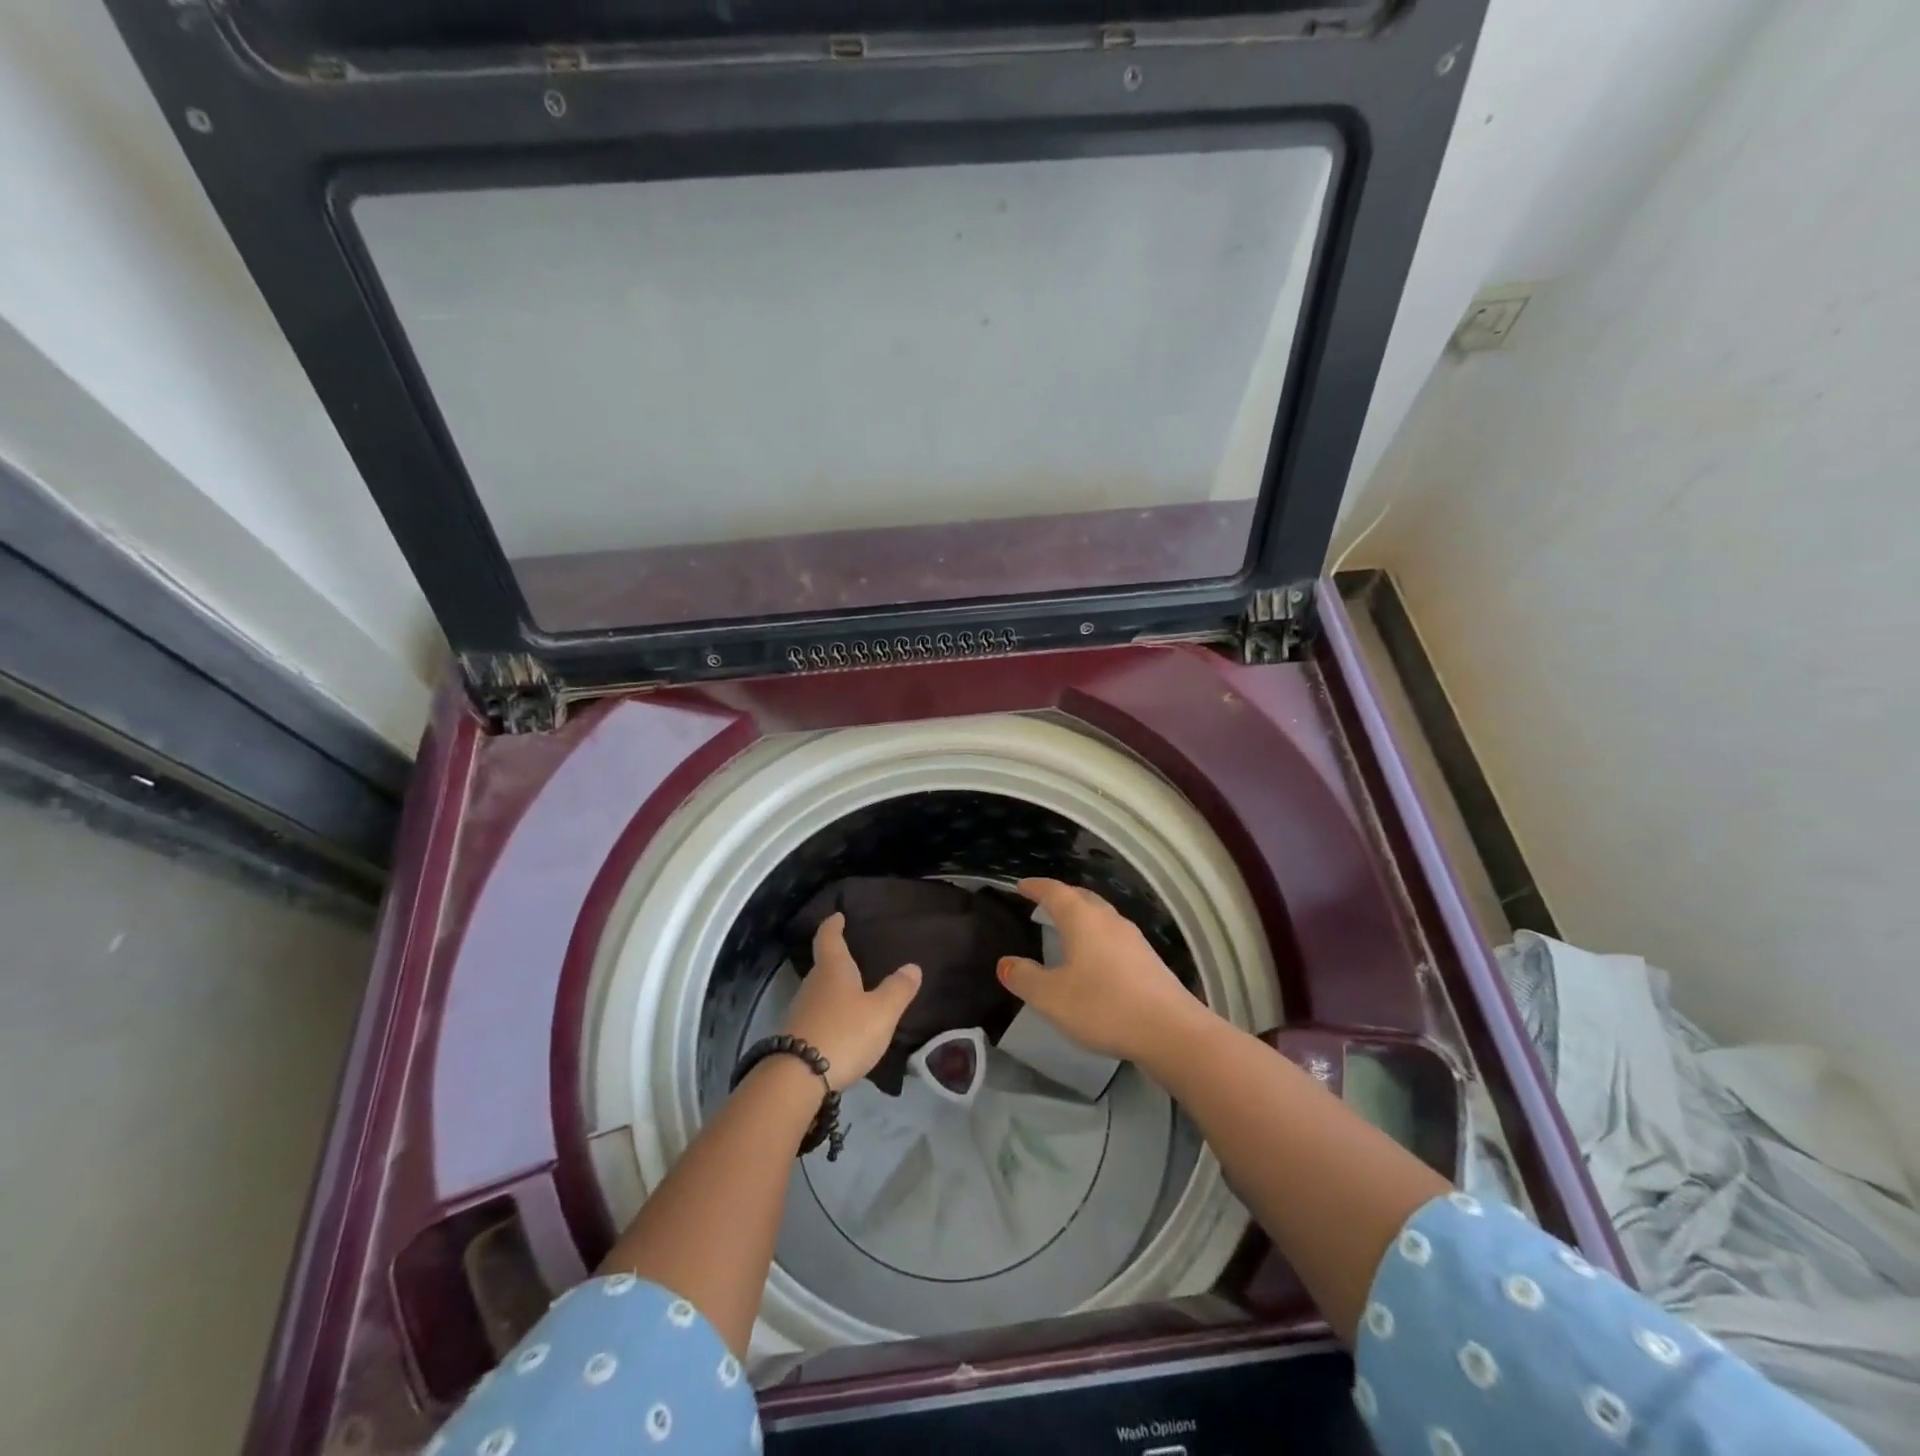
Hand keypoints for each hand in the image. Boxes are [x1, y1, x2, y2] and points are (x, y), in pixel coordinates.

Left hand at [782, 913, 922, 1090]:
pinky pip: (816, 1017)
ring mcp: (800, 1011)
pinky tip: (842, 1027)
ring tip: (852, 994)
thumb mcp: (881, 1012)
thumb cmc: (844, 1033)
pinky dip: (829, 1015)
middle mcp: (812, 984)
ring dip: (833, 991)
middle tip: (853, 957)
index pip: (829, 938)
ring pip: (819, 992)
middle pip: (823, 966)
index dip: (833, 925)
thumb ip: (898, 990)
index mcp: (833, 969)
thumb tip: (912, 967)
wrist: (797, 1077)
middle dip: (836, 960)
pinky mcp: (795, 1037)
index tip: (837, 916)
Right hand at [996, 879, 1206, 1064]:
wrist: (1170, 1031)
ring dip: (1081, 916)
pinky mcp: (1148, 959)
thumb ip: (1025, 978)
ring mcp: (1133, 938)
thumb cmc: (1104, 1006)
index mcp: (1083, 919)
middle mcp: (1109, 919)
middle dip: (1061, 897)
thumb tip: (1004, 963)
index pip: (1054, 891)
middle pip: (1081, 898)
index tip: (1021, 886)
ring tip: (1066, 928)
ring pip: (1101, 916)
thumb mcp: (1052, 997)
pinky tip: (1094, 958)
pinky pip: (1114, 936)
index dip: (1036, 887)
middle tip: (1043, 903)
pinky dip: (1097, 936)